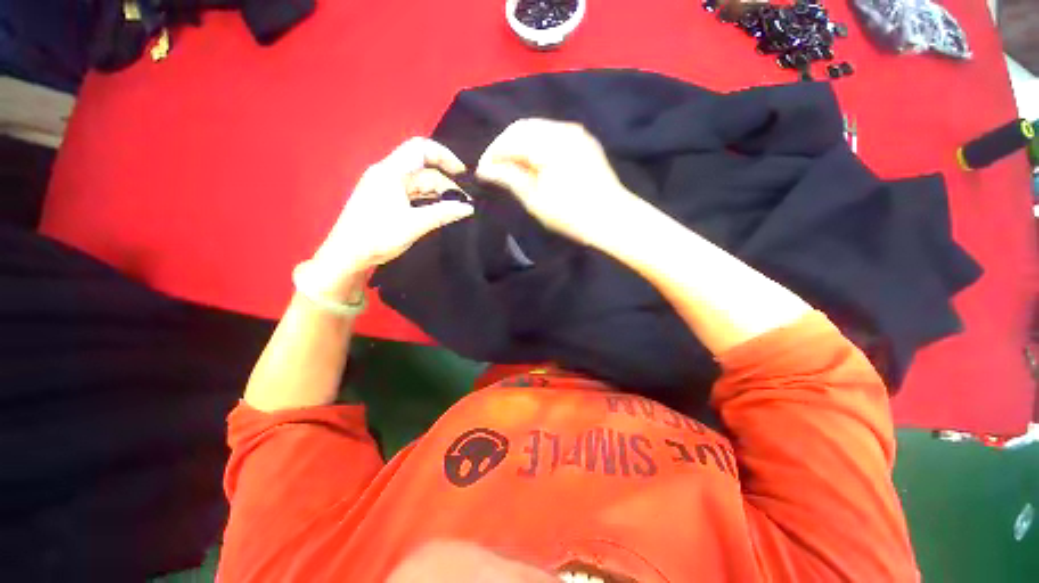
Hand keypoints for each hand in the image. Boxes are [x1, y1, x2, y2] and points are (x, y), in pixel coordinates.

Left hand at [308, 138, 473, 299]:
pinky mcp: (384, 199)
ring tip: (455, 209)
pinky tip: (438, 211)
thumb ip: (442, 213)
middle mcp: (387, 174)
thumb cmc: (377, 236)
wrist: (347, 255)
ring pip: (418, 183)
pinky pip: (411, 193)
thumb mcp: (414, 225)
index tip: (462, 174)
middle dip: (445, 183)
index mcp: (390, 172)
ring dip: (438, 193)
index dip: (444, 156)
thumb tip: (468, 208)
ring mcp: (385, 187)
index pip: (421, 149)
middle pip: (422, 169)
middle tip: (464, 204)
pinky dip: (427, 200)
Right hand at [475, 118, 635, 246]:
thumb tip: (486, 169)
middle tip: (494, 170)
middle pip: (522, 128)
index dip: (492, 154)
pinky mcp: (583, 141)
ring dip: (519, 146)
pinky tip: (532, 163)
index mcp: (550, 142)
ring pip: (537, 129)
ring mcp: (576, 133)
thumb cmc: (571, 214)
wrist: (612, 218)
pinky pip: (551, 135)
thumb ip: (510, 178)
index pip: (510, 138)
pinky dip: (536, 146)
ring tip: (510, 168)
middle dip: (504, 147)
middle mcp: (563, 128)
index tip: (481, 172)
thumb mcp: (535, 199)